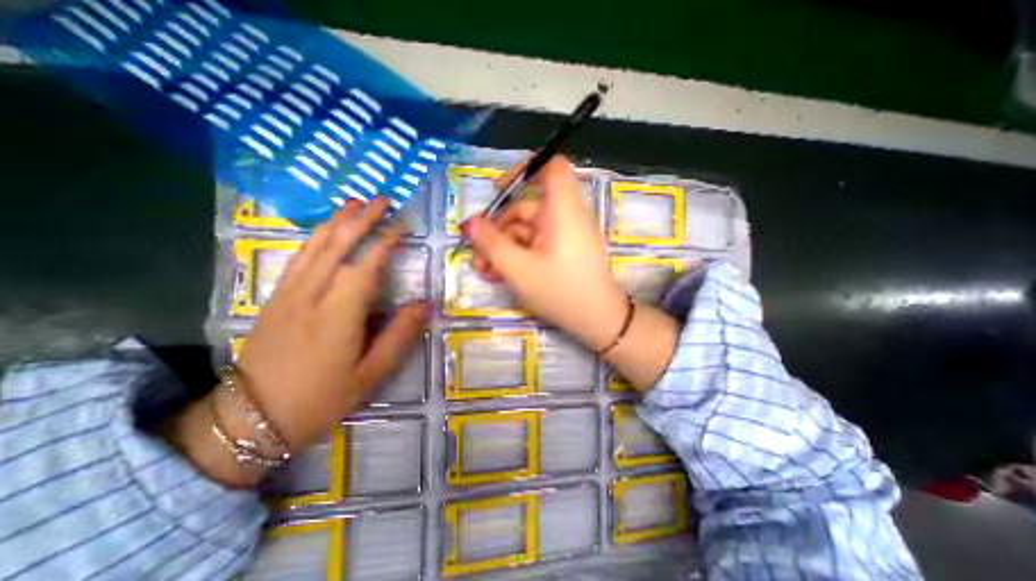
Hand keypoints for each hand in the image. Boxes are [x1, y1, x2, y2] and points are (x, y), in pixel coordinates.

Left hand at [168, 197, 426, 486]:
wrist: (250, 418)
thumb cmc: (320, 399)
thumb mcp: (370, 375)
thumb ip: (399, 336)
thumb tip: (424, 305)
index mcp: (337, 316)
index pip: (364, 266)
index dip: (384, 242)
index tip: (401, 225)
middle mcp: (310, 296)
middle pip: (336, 247)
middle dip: (360, 219)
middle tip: (380, 200)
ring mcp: (288, 294)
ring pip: (314, 247)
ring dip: (336, 221)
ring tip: (354, 203)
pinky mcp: (275, 298)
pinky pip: (298, 258)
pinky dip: (315, 237)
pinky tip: (325, 230)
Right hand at [464, 158, 625, 351]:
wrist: (597, 321)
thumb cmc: (560, 291)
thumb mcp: (518, 269)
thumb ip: (491, 244)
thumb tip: (468, 223)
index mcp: (562, 211)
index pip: (552, 168)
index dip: (525, 169)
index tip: (499, 189)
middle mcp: (565, 218)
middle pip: (526, 208)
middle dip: (497, 230)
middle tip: (476, 254)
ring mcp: (565, 236)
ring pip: (527, 232)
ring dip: (503, 248)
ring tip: (484, 272)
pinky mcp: (563, 252)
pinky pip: (536, 246)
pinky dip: (518, 256)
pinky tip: (500, 274)